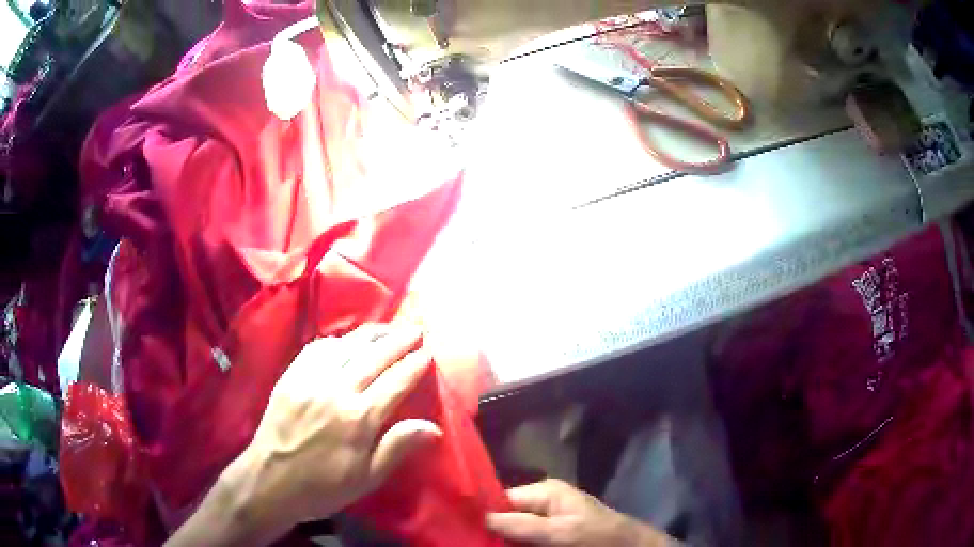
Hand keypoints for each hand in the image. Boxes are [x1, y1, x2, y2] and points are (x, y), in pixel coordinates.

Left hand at [230, 325, 441, 539]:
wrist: (270, 480)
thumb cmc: (323, 486)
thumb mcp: (366, 478)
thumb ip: (397, 448)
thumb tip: (433, 427)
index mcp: (359, 418)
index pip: (395, 382)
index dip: (414, 365)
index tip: (428, 352)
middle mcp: (337, 390)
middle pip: (374, 357)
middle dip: (398, 341)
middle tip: (415, 329)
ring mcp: (310, 379)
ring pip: (347, 347)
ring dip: (370, 334)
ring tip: (387, 327)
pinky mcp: (291, 376)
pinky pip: (317, 349)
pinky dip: (337, 340)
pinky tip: (345, 340)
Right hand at [486, 479, 673, 546]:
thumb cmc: (597, 535)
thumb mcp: (561, 531)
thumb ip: (523, 525)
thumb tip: (481, 517)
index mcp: (544, 491)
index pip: (502, 499)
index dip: (482, 513)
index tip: (460, 527)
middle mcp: (542, 502)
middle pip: (505, 516)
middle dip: (490, 530)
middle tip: (468, 541)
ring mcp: (547, 520)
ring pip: (513, 530)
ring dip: (501, 539)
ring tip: (478, 544)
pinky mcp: (551, 534)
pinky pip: (526, 539)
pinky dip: (515, 544)